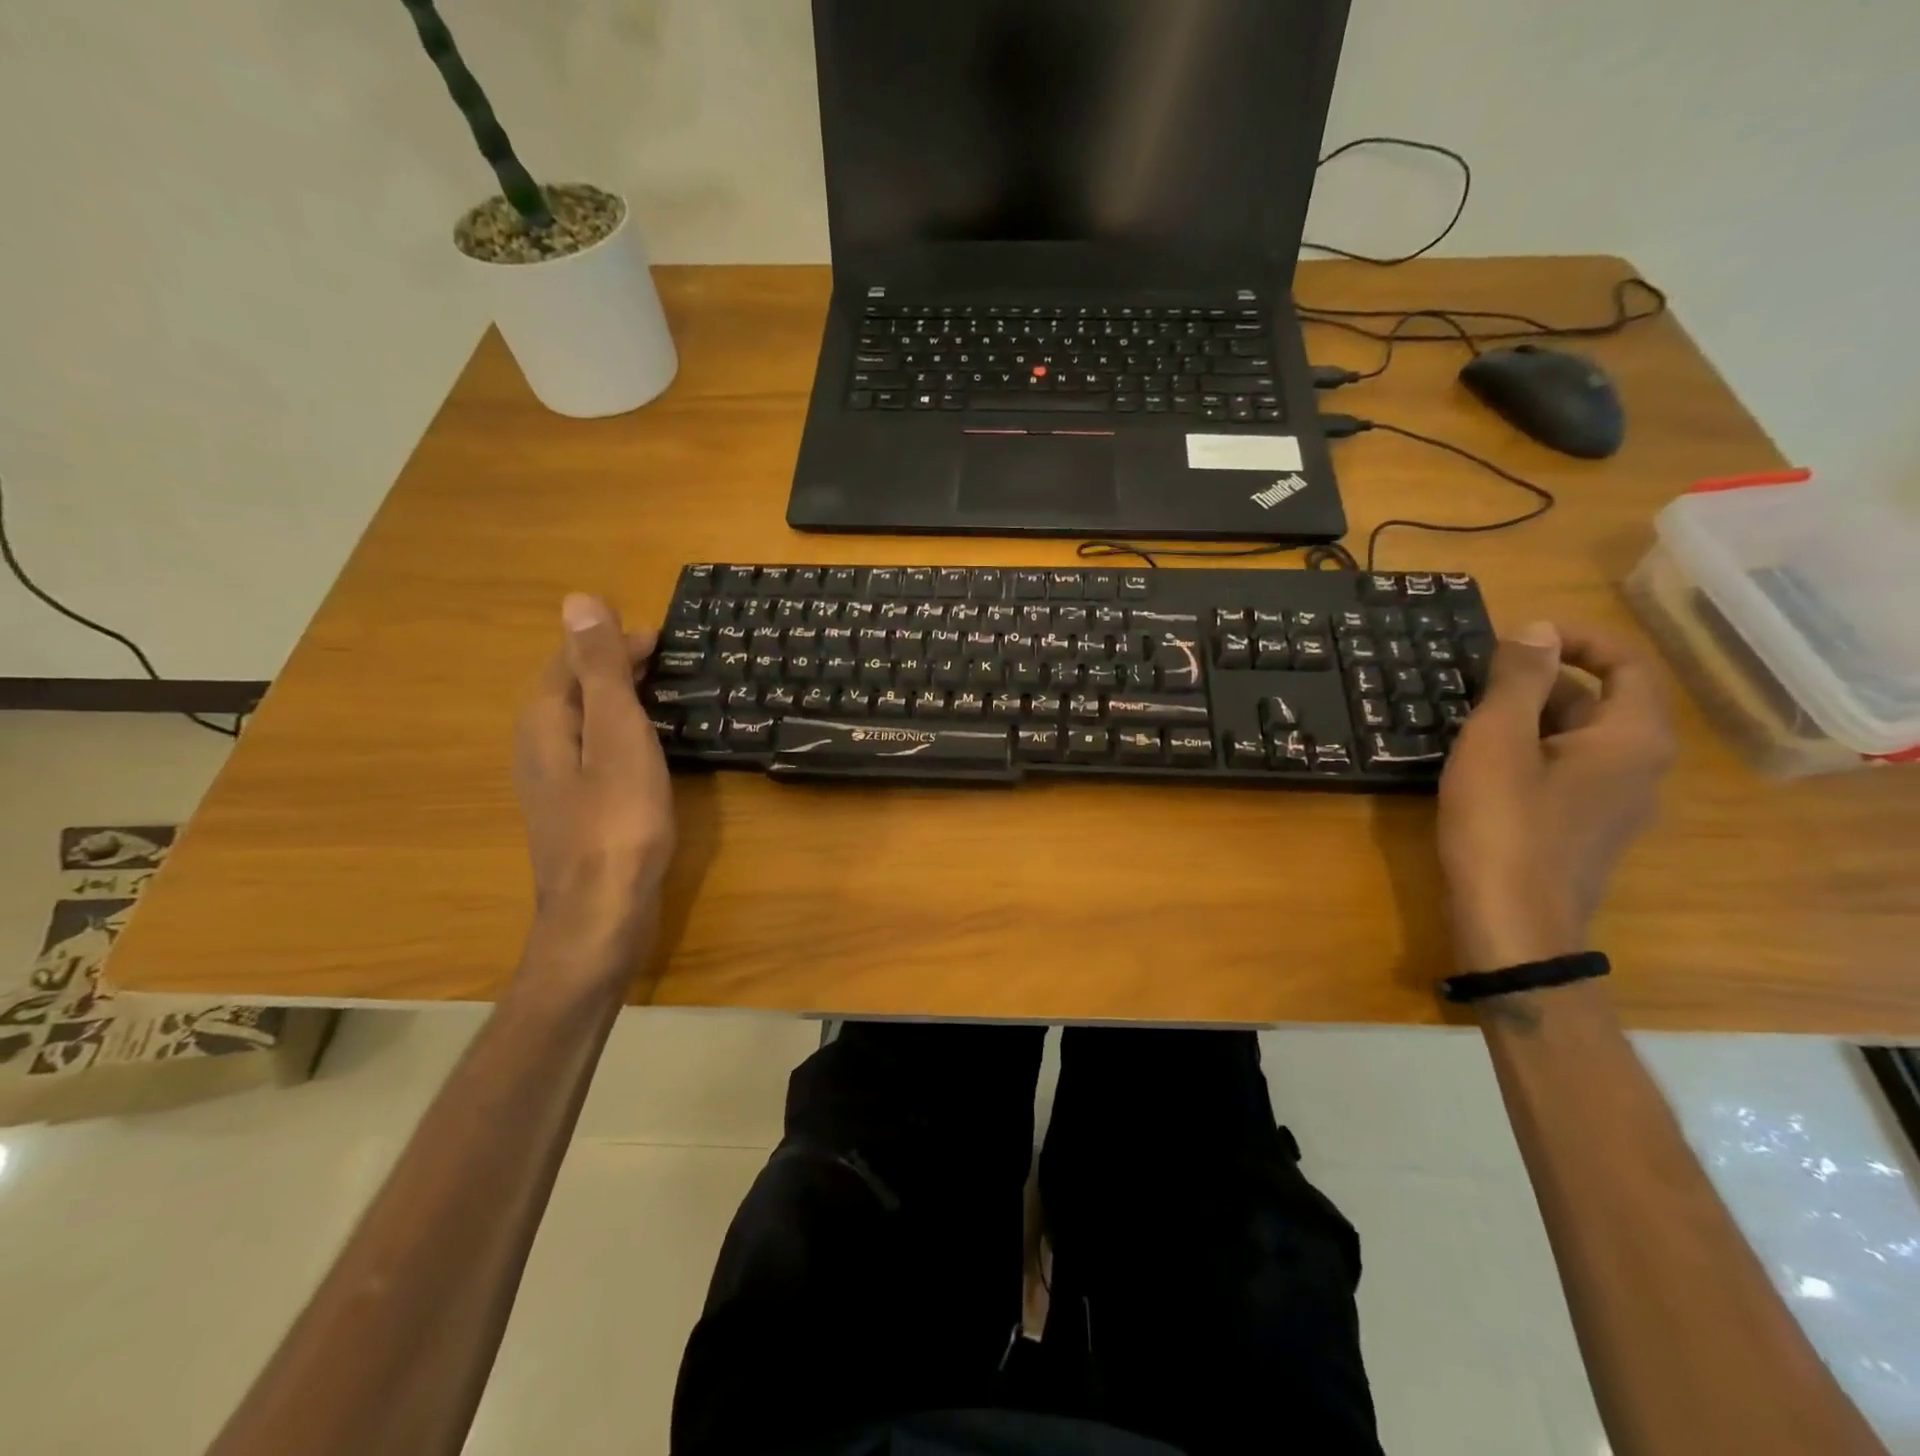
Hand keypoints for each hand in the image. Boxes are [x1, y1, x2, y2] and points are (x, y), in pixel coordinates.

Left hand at [512, 595, 675, 961]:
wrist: (603, 913)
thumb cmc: (618, 819)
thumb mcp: (616, 734)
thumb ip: (601, 671)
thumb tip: (578, 600)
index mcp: (546, 723)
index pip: (572, 662)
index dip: (611, 642)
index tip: (660, 637)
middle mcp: (539, 748)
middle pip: (573, 691)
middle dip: (613, 668)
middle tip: (666, 661)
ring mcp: (554, 785)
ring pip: (583, 724)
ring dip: (617, 701)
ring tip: (661, 696)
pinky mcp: (575, 812)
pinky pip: (595, 753)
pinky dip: (621, 736)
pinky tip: (645, 751)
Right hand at [1437, 621, 1674, 972]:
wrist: (1511, 921)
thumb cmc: (1504, 824)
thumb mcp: (1498, 742)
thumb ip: (1518, 681)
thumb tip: (1535, 628)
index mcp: (1631, 738)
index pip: (1626, 663)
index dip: (1576, 639)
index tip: (1516, 637)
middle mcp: (1639, 766)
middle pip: (1599, 701)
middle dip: (1538, 682)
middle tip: (1473, 681)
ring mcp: (1615, 803)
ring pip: (1576, 739)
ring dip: (1527, 719)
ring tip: (1466, 720)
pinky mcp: (1584, 829)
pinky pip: (1564, 771)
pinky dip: (1528, 753)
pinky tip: (1479, 766)